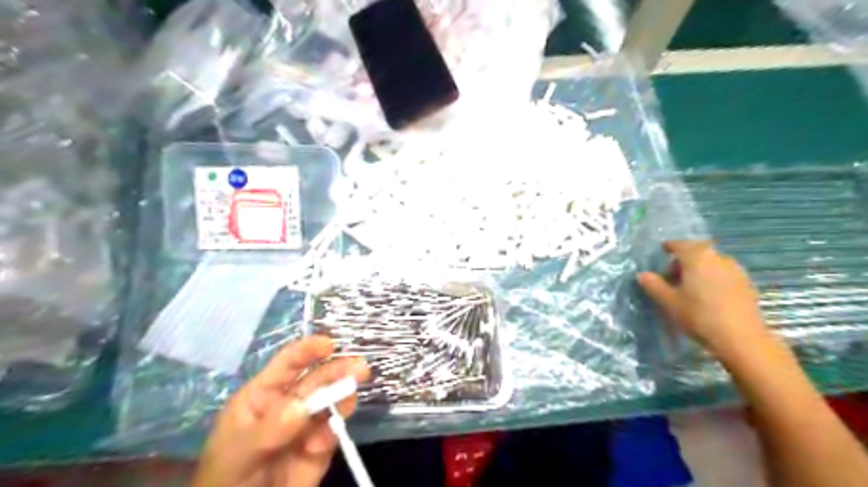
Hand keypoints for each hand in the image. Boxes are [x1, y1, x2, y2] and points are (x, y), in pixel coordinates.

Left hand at [192, 336, 368, 486]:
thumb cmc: (224, 479)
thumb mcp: (238, 452)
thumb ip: (269, 429)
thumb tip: (301, 406)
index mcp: (264, 394)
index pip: (288, 363)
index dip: (309, 350)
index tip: (330, 344)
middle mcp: (290, 404)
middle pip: (317, 379)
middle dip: (338, 370)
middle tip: (361, 368)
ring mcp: (307, 425)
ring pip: (331, 402)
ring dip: (343, 396)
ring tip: (351, 396)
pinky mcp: (320, 448)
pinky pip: (333, 433)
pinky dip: (334, 433)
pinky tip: (322, 443)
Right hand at [636, 239, 768, 356]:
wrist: (741, 338)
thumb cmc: (699, 315)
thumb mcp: (669, 302)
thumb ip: (653, 285)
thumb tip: (643, 275)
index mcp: (697, 257)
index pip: (680, 244)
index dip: (669, 247)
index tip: (662, 251)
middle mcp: (718, 258)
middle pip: (697, 252)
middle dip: (684, 260)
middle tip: (672, 275)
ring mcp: (736, 270)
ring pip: (712, 262)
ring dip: (699, 269)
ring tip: (689, 287)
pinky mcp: (747, 284)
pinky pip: (723, 274)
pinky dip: (712, 278)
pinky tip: (708, 295)